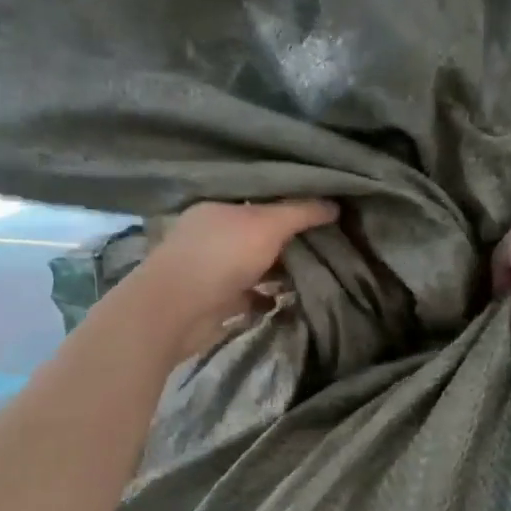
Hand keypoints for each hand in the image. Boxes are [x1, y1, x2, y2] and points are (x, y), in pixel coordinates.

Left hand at [130, 199, 338, 360]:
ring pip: (256, 264)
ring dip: (281, 270)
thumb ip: (300, 212)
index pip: (261, 197)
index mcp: (219, 206)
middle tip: (331, 241)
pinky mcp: (216, 300)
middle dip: (290, 239)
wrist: (176, 312)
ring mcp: (212, 268)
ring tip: (319, 271)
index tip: (326, 208)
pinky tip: (293, 299)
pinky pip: (250, 294)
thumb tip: (334, 204)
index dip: (292, 201)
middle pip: (260, 232)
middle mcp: (213, 234)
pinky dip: (268, 296)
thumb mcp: (267, 225)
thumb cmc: (220, 256)